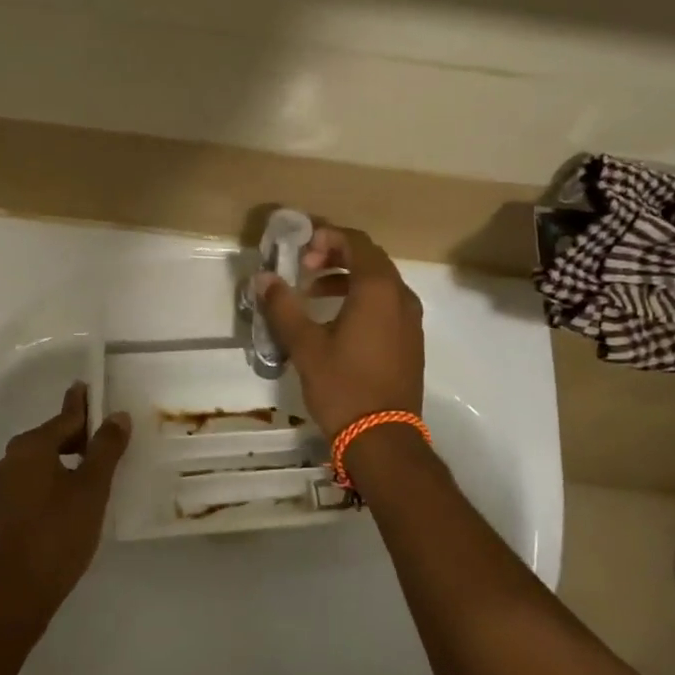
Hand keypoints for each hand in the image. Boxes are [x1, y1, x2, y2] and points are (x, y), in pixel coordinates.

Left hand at [0, 382, 131, 614]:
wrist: (15, 594)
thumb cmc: (58, 533)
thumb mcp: (92, 489)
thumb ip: (105, 449)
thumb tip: (117, 415)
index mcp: (31, 448)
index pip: (64, 418)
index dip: (82, 405)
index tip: (87, 388)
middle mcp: (9, 463)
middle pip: (49, 440)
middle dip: (75, 438)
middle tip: (103, 439)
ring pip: (38, 468)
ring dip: (62, 466)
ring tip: (89, 475)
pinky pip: (28, 493)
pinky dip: (48, 491)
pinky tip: (64, 509)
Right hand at [255, 224, 423, 436]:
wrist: (383, 437)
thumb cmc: (343, 386)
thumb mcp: (305, 345)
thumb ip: (283, 306)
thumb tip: (263, 278)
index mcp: (378, 289)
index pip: (356, 242)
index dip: (327, 237)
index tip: (300, 251)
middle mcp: (401, 297)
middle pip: (370, 259)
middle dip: (335, 256)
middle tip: (304, 268)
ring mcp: (411, 320)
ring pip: (380, 282)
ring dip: (347, 278)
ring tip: (314, 294)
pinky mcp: (410, 340)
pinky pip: (387, 304)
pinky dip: (362, 299)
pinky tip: (336, 321)